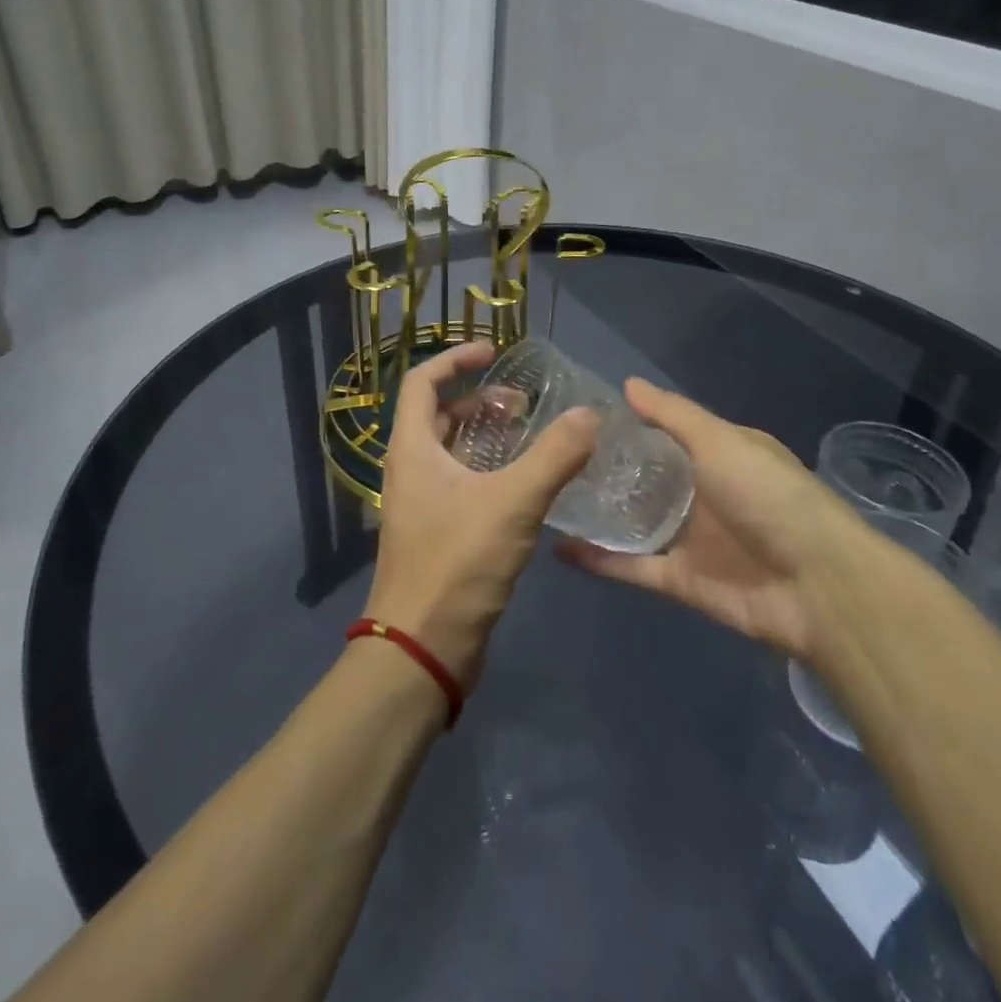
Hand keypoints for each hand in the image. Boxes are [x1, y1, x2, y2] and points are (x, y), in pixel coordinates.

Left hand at [369, 340, 598, 687]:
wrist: (422, 648)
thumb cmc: (457, 564)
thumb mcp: (512, 503)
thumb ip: (554, 456)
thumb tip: (590, 415)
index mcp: (412, 448)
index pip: (421, 381)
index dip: (455, 359)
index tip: (494, 353)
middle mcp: (410, 469)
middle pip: (439, 415)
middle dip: (479, 400)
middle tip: (523, 405)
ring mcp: (421, 503)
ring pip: (452, 451)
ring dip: (486, 436)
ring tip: (531, 437)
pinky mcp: (437, 532)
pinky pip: (462, 483)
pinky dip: (490, 470)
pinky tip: (527, 484)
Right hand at [556, 378, 867, 663]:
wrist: (818, 586)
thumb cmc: (770, 497)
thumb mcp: (722, 442)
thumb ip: (673, 415)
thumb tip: (628, 384)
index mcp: (719, 455)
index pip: (666, 433)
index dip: (628, 425)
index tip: (581, 417)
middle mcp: (702, 493)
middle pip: (646, 479)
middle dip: (606, 470)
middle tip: (553, 456)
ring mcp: (691, 539)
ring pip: (634, 523)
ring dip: (598, 514)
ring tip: (548, 497)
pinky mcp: (681, 580)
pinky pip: (632, 566)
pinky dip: (599, 561)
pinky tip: (558, 548)